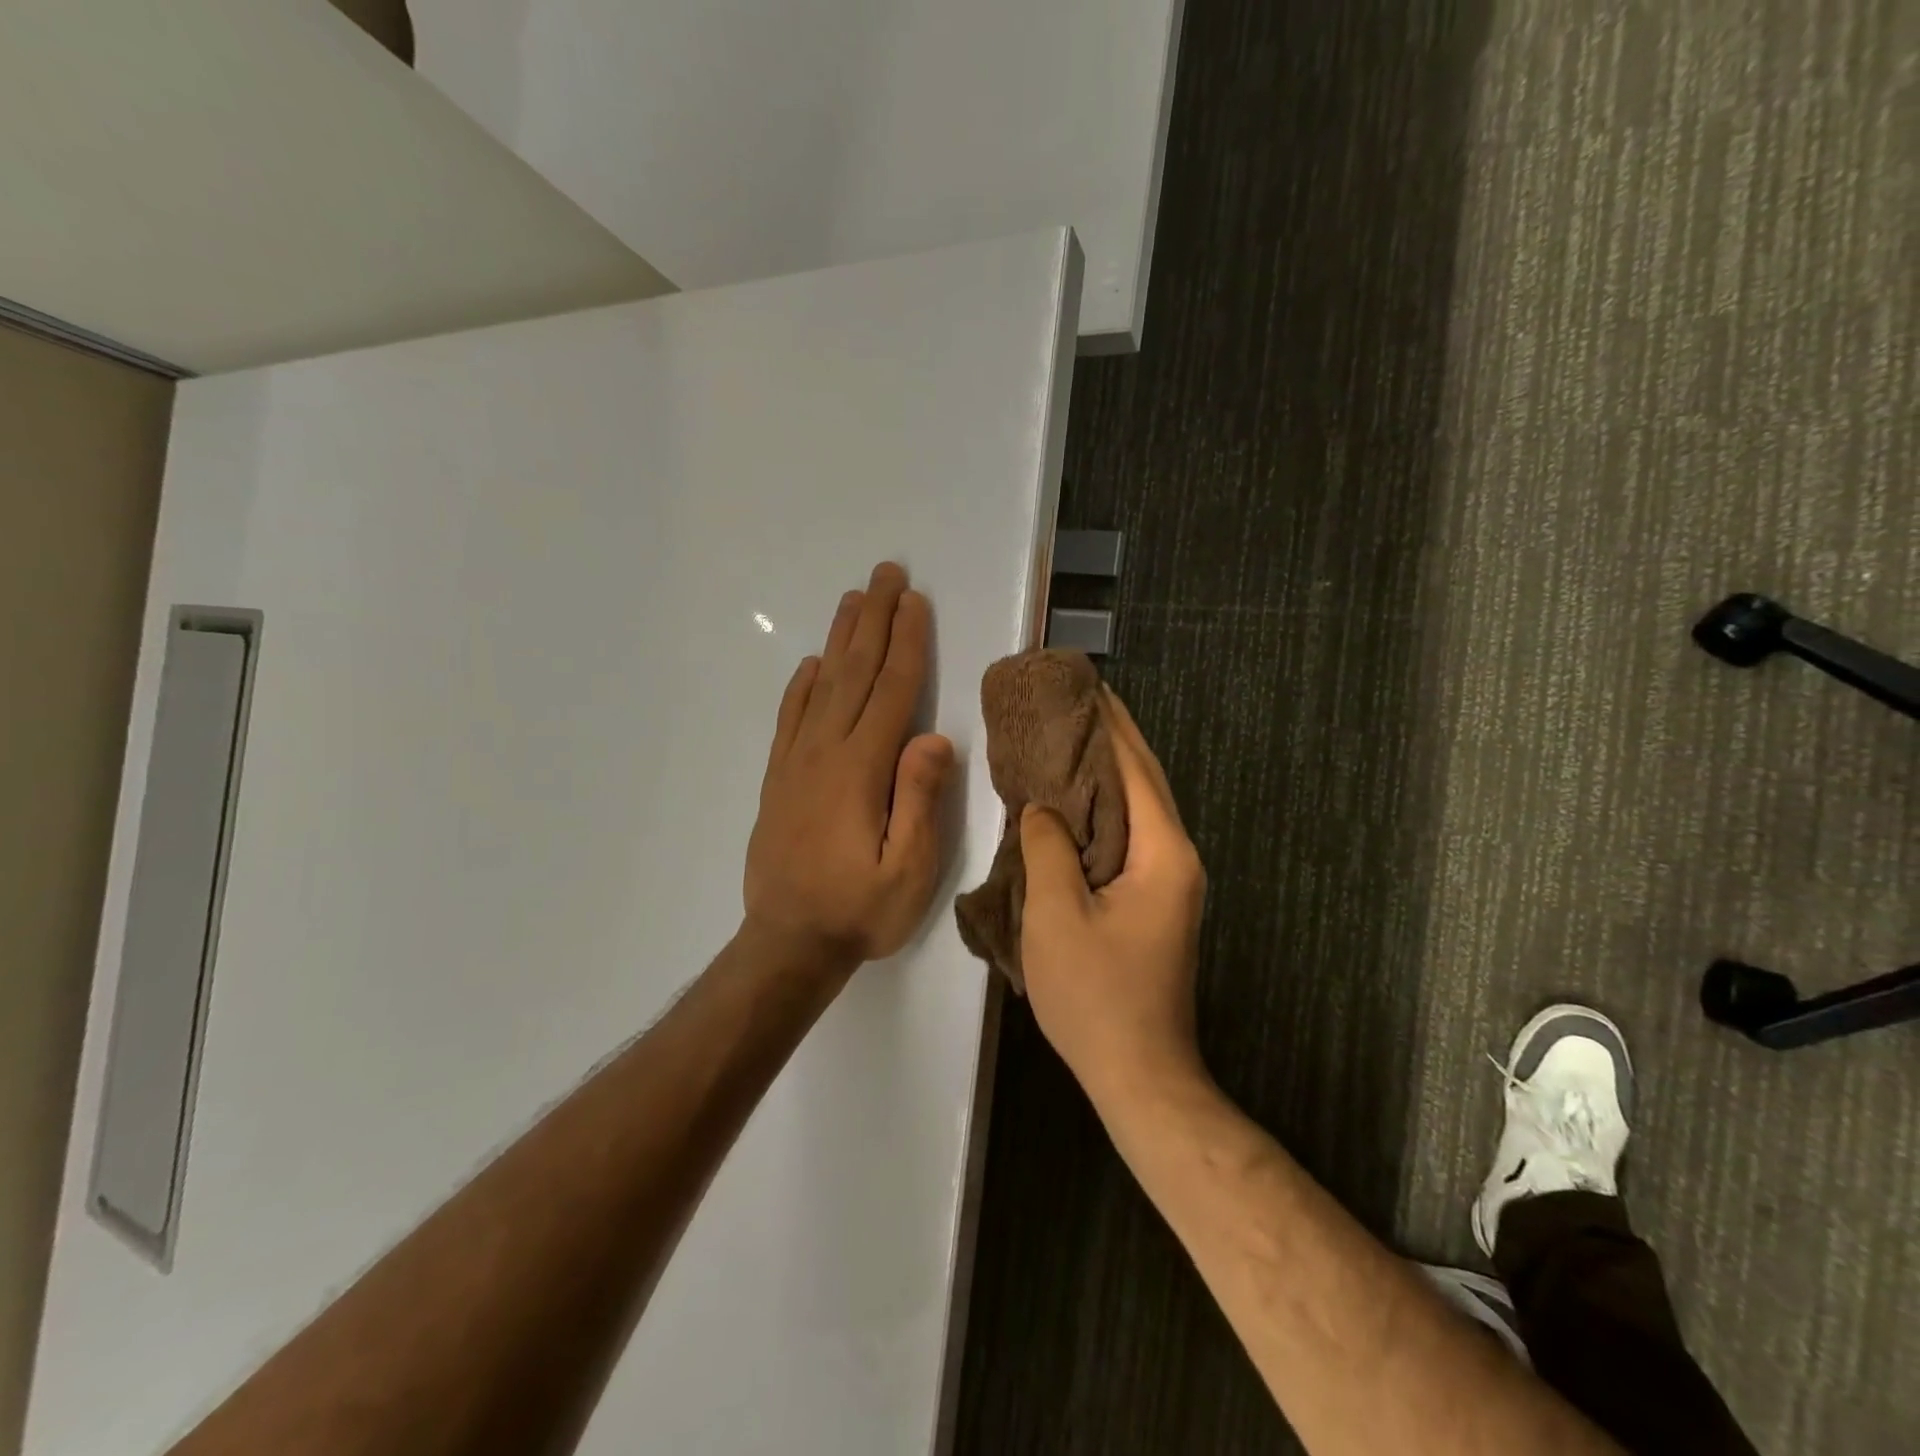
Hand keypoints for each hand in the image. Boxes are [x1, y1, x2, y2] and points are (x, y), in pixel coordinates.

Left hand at [743, 563, 954, 970]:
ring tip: (854, 600)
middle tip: (886, 573)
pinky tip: (813, 665)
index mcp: (861, 770)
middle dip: (874, 620)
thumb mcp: (908, 871)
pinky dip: (802, 685)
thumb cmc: (858, 911)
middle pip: (855, 673)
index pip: (891, 692)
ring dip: (841, 639)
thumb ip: (920, 800)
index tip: (915, 601)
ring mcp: (797, 763)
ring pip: (822, 686)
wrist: (787, 944)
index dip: (906, 643)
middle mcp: (826, 753)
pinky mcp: (780, 780)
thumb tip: (935, 737)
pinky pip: (791, 719)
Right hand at [1019, 688, 1207, 1103]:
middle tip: (1076, 698)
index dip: (1110, 724)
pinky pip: (1128, 836)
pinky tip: (1074, 800)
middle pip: (1144, 781)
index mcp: (1163, 853)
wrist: (1139, 1073)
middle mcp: (1176, 858)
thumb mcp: (1057, 915)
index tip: (1085, 685)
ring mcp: (1168, 882)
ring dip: (1108, 770)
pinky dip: (1103, 807)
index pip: (1135, 769)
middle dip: (1114, 736)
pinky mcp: (1152, 900)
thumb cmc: (1097, 996)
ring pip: (1137, 808)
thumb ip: (1048, 848)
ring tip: (1072, 735)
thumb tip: (1042, 808)